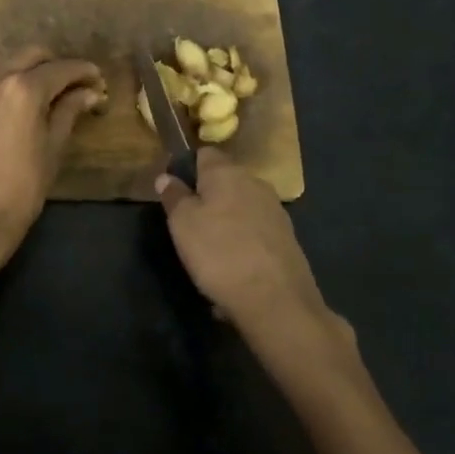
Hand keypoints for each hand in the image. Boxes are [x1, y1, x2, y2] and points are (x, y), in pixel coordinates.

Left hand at [0, 47, 105, 267]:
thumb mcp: (53, 147)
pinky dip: (14, 87)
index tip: (99, 80)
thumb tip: (89, 93)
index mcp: (23, 89)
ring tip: (54, 97)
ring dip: (34, 74)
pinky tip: (27, 108)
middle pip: (33, 57)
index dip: (84, 72)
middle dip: (58, 65)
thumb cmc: (23, 186)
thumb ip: (69, 111)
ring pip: (11, 68)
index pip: (61, 68)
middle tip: (78, 85)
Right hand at [156, 149, 352, 367]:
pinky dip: (243, 246)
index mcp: (227, 172)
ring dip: (226, 224)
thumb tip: (167, 176)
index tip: (174, 191)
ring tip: (210, 254)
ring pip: (241, 209)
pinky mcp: (287, 239)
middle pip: (225, 182)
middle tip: (189, 226)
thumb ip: (174, 196)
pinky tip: (233, 271)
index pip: (204, 154)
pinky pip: (255, 235)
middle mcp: (255, 183)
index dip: (187, 168)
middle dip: (208, 198)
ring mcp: (275, 211)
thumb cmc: (219, 252)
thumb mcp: (182, 223)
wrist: (275, 299)